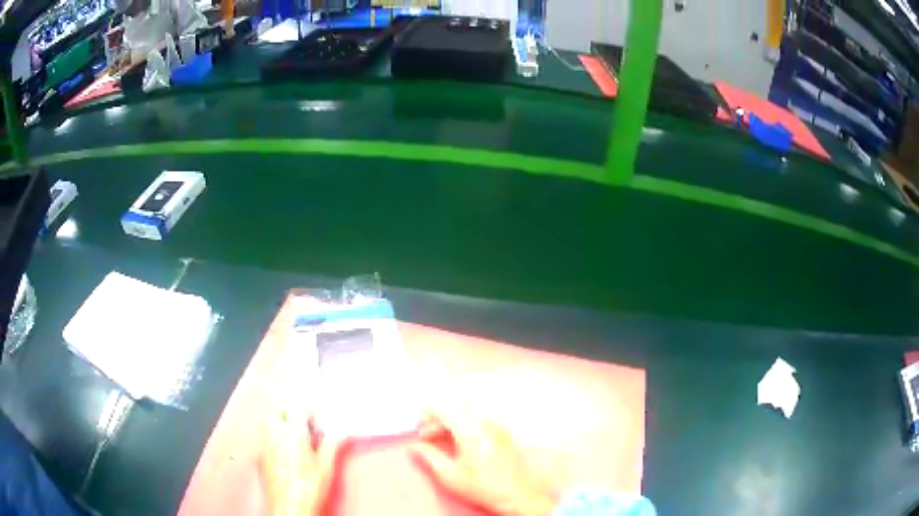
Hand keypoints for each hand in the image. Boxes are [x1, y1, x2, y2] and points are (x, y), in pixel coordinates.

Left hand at [258, 409, 347, 515]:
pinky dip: (273, 441)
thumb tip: (341, 432)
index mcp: (292, 433)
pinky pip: (264, 439)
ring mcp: (263, 444)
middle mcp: (274, 434)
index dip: (311, 413)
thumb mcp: (326, 468)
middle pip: (281, 413)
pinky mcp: (258, 456)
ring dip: (281, 427)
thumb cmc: (309, 488)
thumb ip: (332, 445)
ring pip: (268, 424)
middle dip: (294, 418)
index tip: (319, 425)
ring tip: (295, 443)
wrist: (289, 509)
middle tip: (307, 433)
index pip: (300, 408)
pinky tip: (284, 457)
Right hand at [410, 410, 557, 515]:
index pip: (442, 408)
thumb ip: (429, 456)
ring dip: (452, 425)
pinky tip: (462, 445)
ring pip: (467, 416)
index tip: (420, 433)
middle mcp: (485, 422)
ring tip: (444, 443)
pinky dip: (466, 428)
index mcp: (470, 429)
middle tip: (427, 439)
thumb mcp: (449, 475)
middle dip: (438, 422)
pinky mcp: (505, 432)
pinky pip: (480, 422)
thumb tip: (415, 446)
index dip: (426, 417)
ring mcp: (498, 426)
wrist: (517, 495)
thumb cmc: (481, 487)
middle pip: (455, 411)